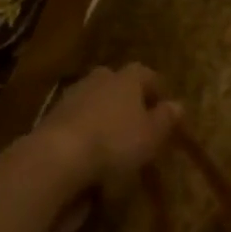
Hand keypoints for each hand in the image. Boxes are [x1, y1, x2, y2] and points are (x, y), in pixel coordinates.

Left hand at [36, 63, 181, 194]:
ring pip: (95, 99)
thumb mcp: (151, 136)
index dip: (156, 91)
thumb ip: (165, 119)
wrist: (56, 156)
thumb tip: (178, 105)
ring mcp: (73, 94)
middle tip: (136, 122)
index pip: (147, 75)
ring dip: (104, 114)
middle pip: (118, 84)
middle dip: (127, 99)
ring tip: (111, 139)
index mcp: (128, 77)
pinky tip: (88, 150)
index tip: (163, 109)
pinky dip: (84, 129)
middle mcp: (101, 78)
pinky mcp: (52, 115)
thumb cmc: (115, 141)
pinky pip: (76, 118)